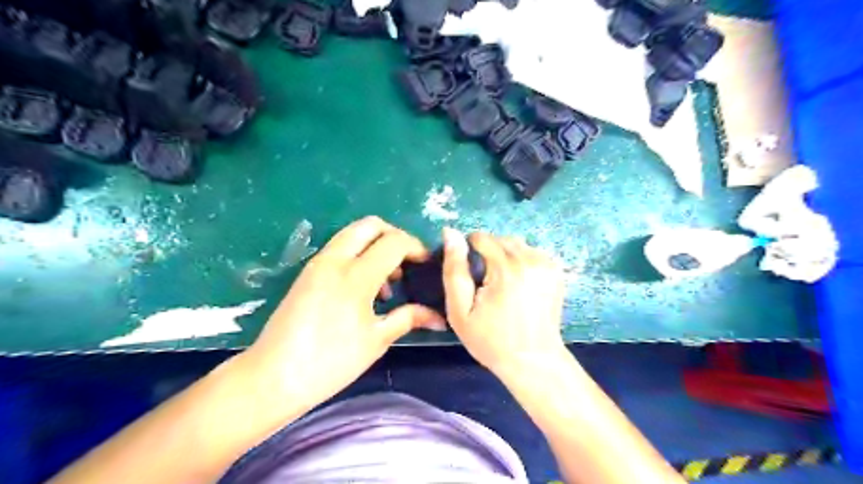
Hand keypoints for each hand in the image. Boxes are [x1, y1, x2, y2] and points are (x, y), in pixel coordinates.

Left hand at [239, 218, 447, 410]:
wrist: (273, 377)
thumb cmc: (330, 362)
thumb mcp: (376, 340)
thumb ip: (408, 318)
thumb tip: (438, 317)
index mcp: (356, 276)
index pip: (394, 242)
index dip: (416, 248)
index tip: (426, 264)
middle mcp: (335, 260)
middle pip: (371, 225)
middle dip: (395, 236)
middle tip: (407, 262)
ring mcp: (318, 264)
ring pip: (353, 234)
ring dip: (376, 245)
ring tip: (388, 280)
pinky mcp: (308, 272)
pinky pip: (339, 249)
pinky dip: (359, 254)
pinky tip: (364, 288)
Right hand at [440, 229, 571, 374]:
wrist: (533, 360)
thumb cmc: (491, 340)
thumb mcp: (460, 311)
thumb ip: (454, 270)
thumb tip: (450, 233)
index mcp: (505, 269)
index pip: (481, 237)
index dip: (469, 251)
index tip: (470, 273)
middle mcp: (530, 260)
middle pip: (500, 238)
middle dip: (488, 252)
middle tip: (485, 282)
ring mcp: (547, 264)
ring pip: (517, 244)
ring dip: (505, 255)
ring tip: (502, 283)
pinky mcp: (556, 270)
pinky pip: (532, 252)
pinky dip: (521, 261)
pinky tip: (519, 284)